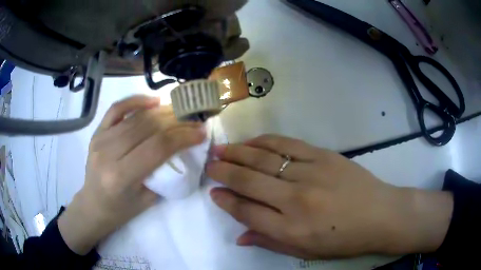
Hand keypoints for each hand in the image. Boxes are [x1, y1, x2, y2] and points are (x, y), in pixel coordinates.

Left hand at [58, 96, 205, 254]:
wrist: (93, 205)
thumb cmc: (121, 209)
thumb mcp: (148, 200)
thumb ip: (164, 173)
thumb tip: (182, 148)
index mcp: (121, 176)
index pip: (157, 147)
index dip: (183, 136)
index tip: (200, 132)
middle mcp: (108, 153)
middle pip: (148, 127)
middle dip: (177, 121)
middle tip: (194, 120)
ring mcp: (100, 139)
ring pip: (136, 116)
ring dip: (162, 111)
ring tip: (180, 111)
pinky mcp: (97, 132)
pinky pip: (116, 109)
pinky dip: (136, 101)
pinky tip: (153, 101)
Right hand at [206, 135, 452, 258]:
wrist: (381, 215)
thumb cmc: (344, 240)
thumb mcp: (306, 252)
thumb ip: (270, 242)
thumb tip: (240, 236)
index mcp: (291, 230)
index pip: (246, 211)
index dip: (226, 200)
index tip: (213, 191)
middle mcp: (296, 200)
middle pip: (249, 181)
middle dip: (224, 172)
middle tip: (210, 164)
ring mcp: (311, 174)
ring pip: (264, 159)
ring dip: (238, 153)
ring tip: (221, 149)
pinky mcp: (324, 156)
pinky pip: (287, 145)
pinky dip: (265, 142)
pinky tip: (251, 142)